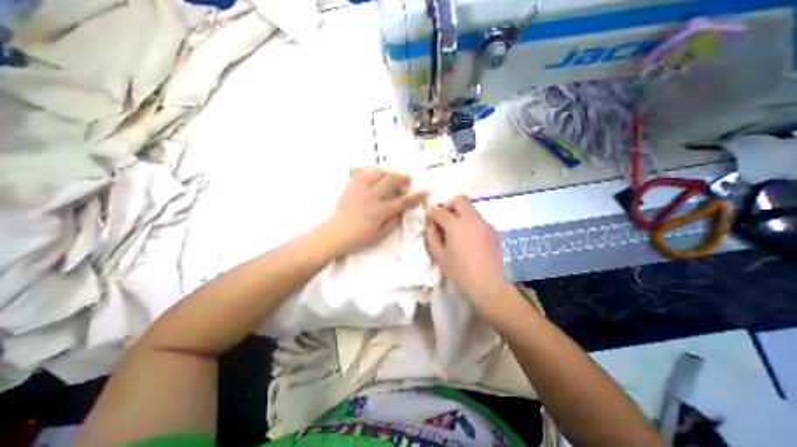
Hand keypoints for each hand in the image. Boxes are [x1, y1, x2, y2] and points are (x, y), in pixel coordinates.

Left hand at [321, 167, 425, 256]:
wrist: (333, 234)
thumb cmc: (358, 239)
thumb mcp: (379, 236)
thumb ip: (393, 222)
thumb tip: (401, 211)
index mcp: (380, 211)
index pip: (403, 201)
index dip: (416, 196)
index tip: (426, 191)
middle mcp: (372, 197)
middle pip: (392, 180)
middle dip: (404, 178)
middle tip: (407, 183)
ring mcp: (360, 189)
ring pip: (379, 172)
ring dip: (389, 173)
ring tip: (391, 179)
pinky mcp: (351, 186)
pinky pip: (364, 173)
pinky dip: (374, 173)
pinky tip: (377, 178)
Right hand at [422, 195, 510, 303]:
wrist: (488, 285)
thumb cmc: (460, 272)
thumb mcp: (439, 256)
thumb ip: (432, 236)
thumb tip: (432, 224)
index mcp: (457, 226)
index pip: (441, 211)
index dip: (432, 210)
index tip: (429, 213)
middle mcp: (472, 220)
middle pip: (460, 200)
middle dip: (449, 205)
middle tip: (444, 218)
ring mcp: (485, 225)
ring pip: (471, 209)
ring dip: (460, 214)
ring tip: (456, 232)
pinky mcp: (493, 231)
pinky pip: (478, 220)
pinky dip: (470, 223)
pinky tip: (469, 239)